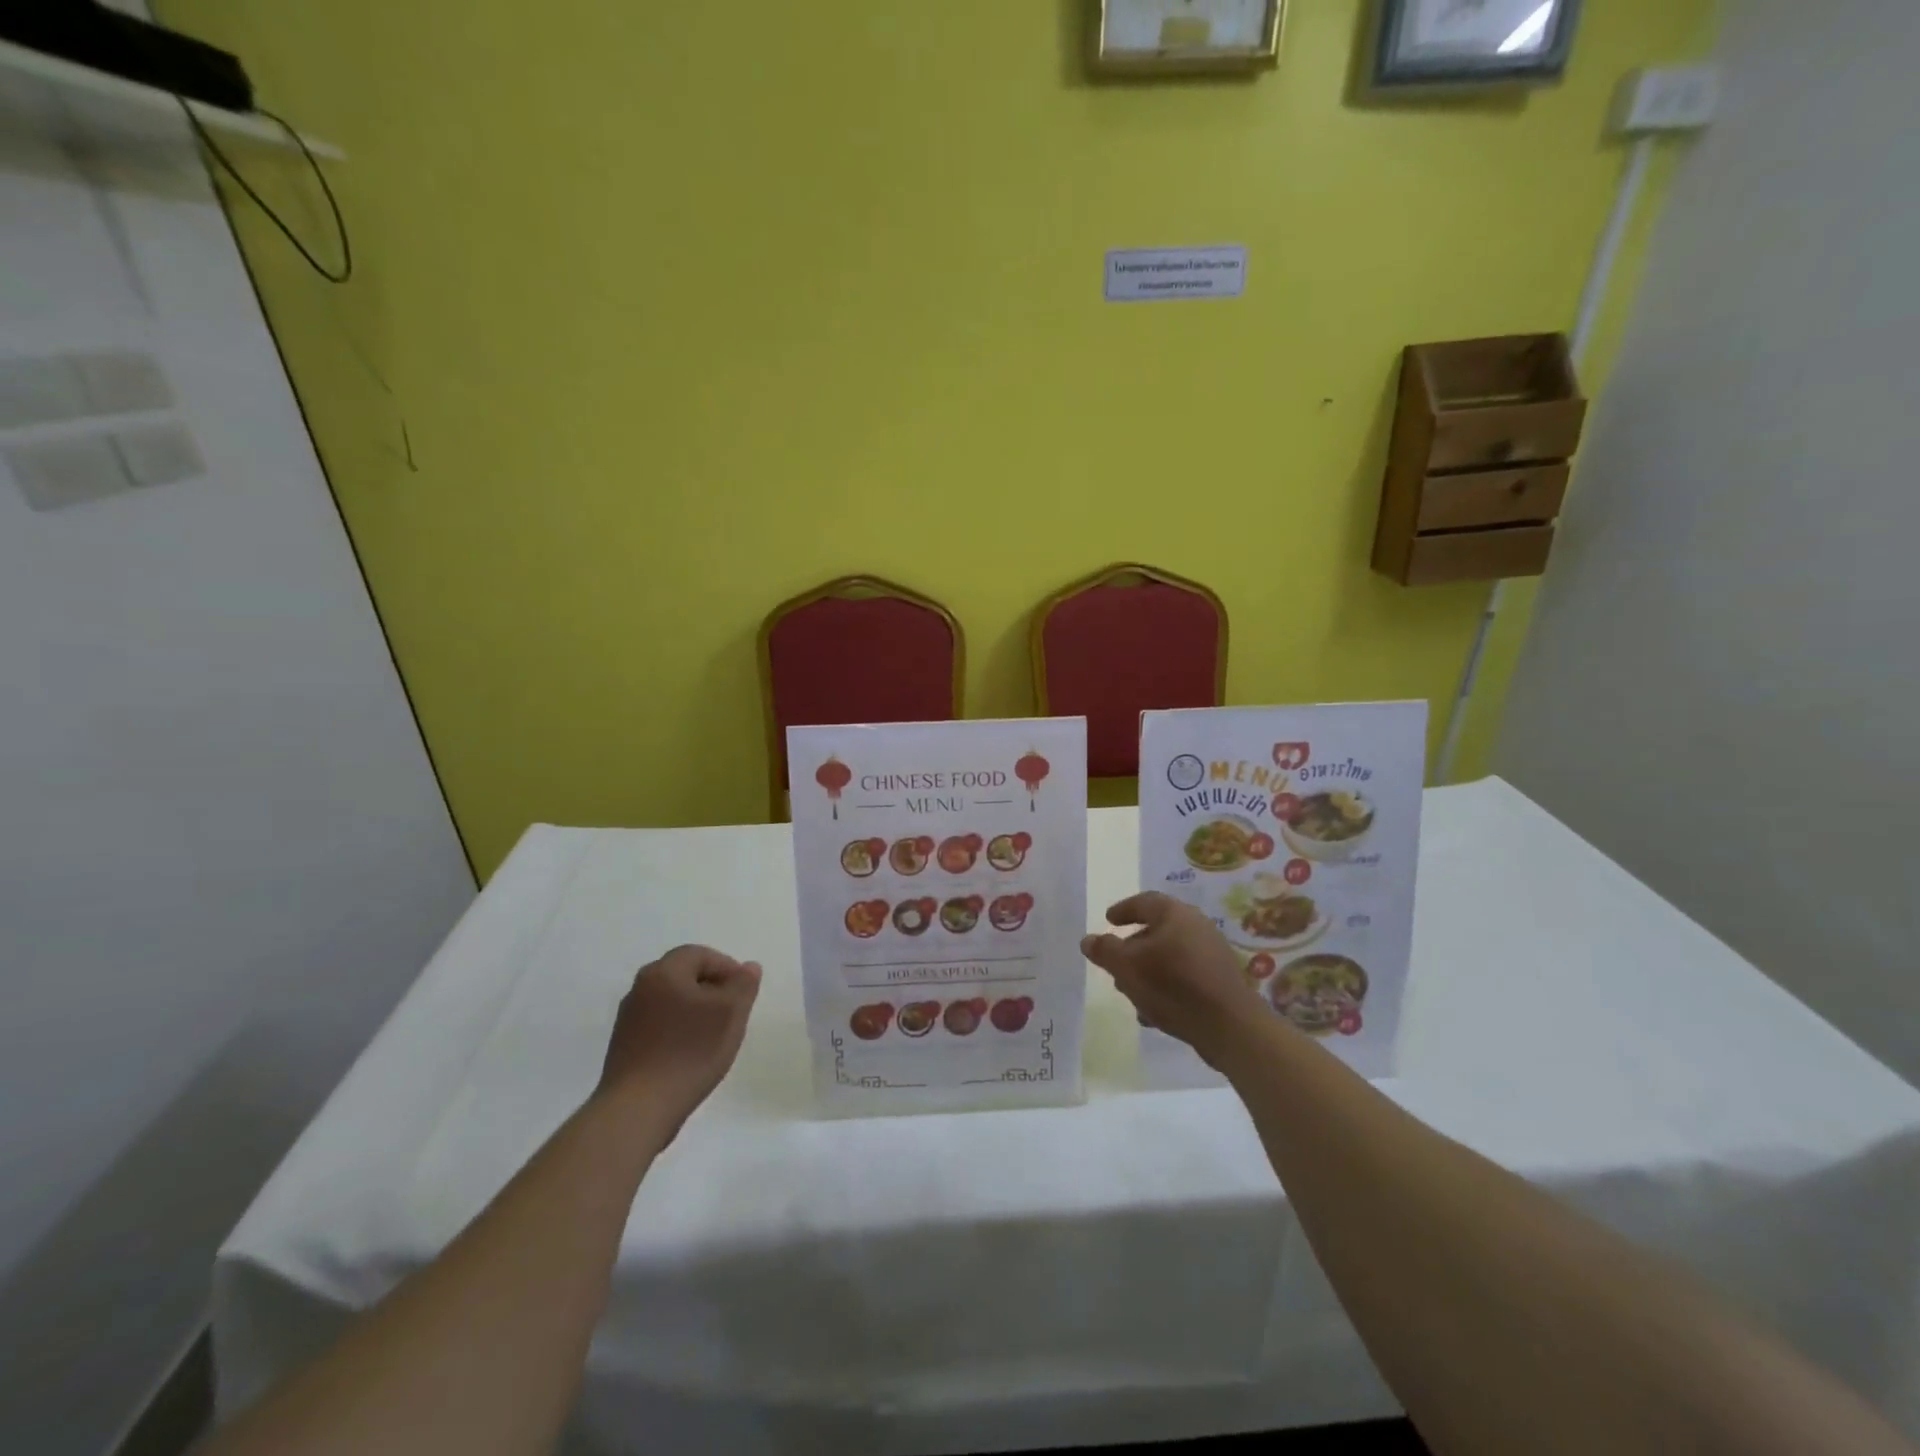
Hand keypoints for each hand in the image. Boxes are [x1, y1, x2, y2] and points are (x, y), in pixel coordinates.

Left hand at [597, 945, 760, 1136]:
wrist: (638, 1109)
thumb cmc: (690, 1052)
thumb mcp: (731, 1013)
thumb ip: (743, 985)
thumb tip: (748, 967)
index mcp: (664, 972)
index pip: (700, 954)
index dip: (727, 968)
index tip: (744, 993)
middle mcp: (640, 988)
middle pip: (684, 976)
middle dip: (712, 989)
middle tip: (732, 1012)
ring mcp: (628, 1018)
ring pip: (671, 1001)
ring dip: (695, 1010)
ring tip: (714, 1036)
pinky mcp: (624, 1046)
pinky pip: (659, 1025)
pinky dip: (678, 1030)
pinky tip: (690, 1055)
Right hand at [1082, 893, 1266, 1067]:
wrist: (1230, 1026)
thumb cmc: (1173, 986)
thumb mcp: (1127, 967)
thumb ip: (1105, 950)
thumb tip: (1088, 939)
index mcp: (1174, 914)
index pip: (1144, 901)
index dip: (1123, 910)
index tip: (1108, 920)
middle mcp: (1196, 926)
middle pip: (1157, 930)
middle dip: (1133, 947)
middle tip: (1116, 962)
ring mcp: (1211, 953)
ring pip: (1170, 956)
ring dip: (1148, 970)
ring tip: (1131, 991)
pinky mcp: (1220, 980)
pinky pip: (1185, 976)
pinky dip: (1166, 986)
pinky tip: (1153, 1011)